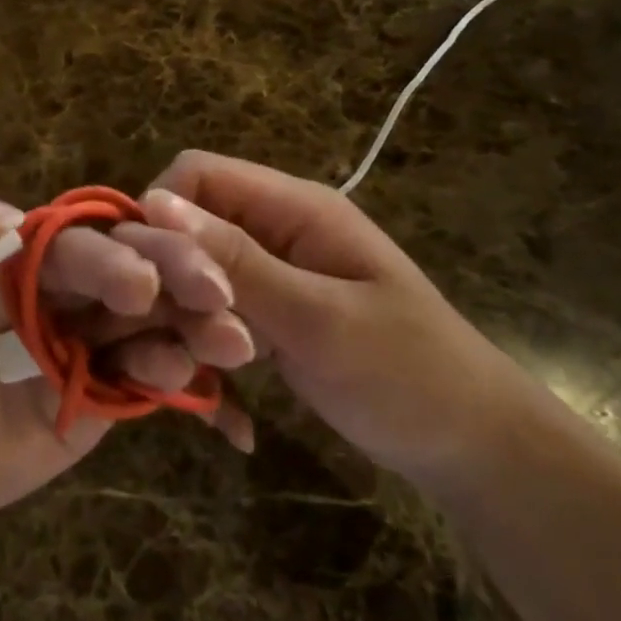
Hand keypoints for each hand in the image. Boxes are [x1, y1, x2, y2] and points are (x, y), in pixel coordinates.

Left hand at [0, 187, 255, 547]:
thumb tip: (9, 213)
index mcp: (16, 254)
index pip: (77, 240)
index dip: (112, 253)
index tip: (140, 280)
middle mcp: (58, 293)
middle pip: (128, 269)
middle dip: (174, 274)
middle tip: (212, 293)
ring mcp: (80, 347)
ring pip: (148, 319)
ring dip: (192, 320)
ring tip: (231, 338)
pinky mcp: (93, 401)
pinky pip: (138, 378)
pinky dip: (168, 371)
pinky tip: (186, 373)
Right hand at [140, 152, 527, 485]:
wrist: (471, 445)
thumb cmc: (407, 372)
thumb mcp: (318, 318)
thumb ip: (237, 262)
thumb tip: (155, 203)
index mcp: (293, 207)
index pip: (196, 175)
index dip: (161, 216)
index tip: (148, 280)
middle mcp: (274, 230)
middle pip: (188, 229)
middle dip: (175, 285)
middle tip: (196, 347)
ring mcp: (271, 276)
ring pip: (194, 280)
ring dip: (191, 328)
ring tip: (220, 379)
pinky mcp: (268, 317)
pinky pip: (213, 318)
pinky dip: (208, 355)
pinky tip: (223, 405)